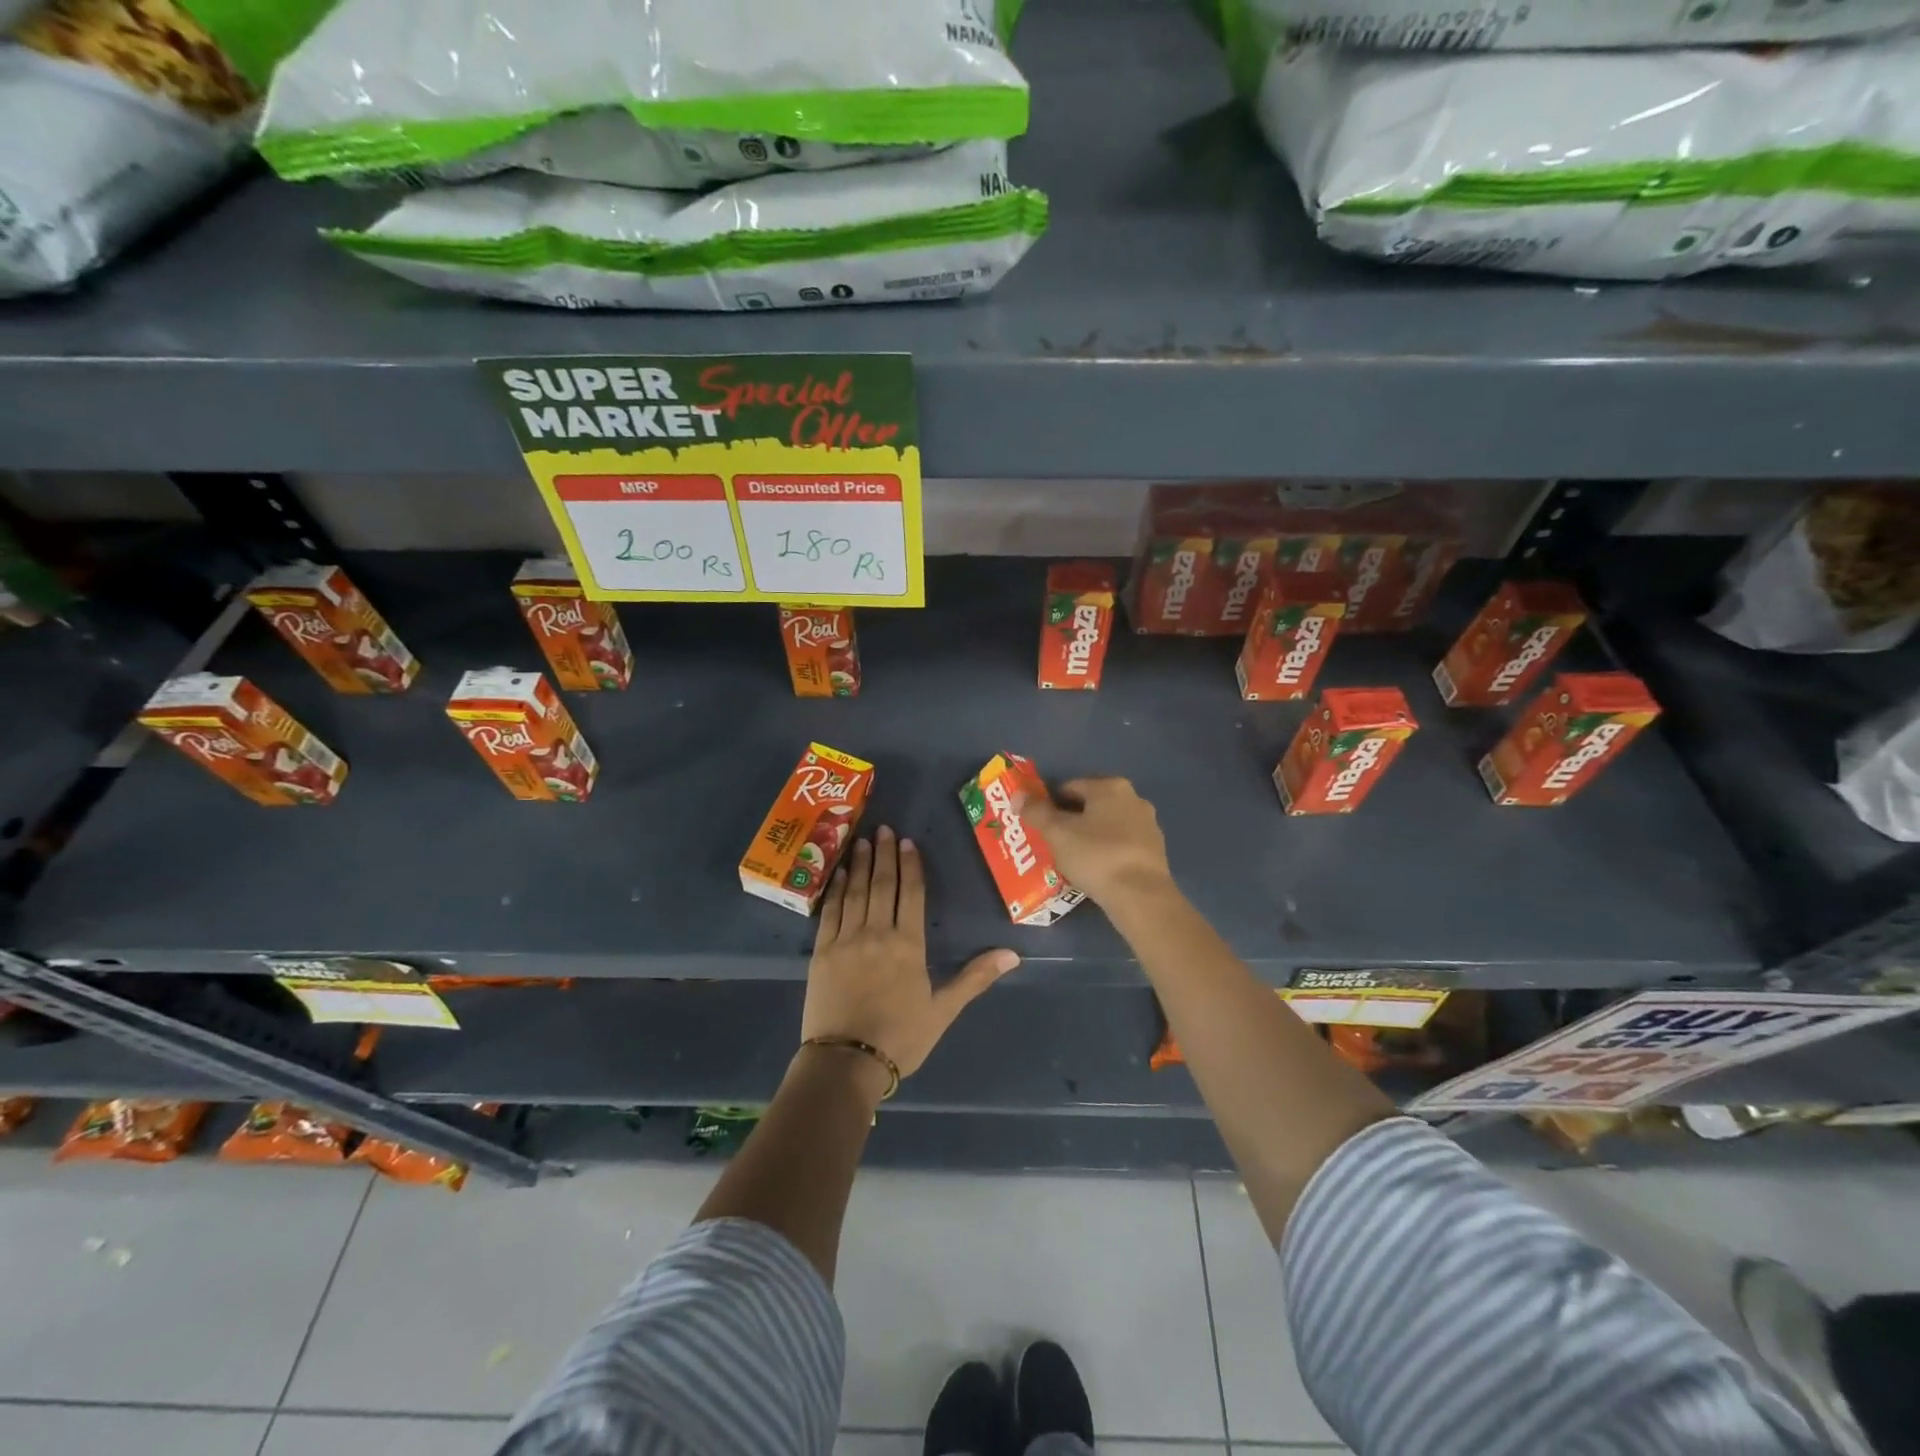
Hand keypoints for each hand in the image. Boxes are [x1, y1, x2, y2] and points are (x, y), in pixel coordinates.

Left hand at [802, 826, 1018, 1084]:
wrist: (846, 1062)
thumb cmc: (900, 1038)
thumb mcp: (943, 1010)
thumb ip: (975, 978)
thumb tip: (1013, 954)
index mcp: (908, 945)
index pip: (912, 895)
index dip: (912, 866)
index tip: (909, 843)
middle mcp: (877, 933)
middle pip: (883, 885)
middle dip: (885, 855)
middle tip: (885, 829)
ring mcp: (846, 940)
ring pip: (855, 892)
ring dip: (860, 864)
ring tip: (863, 841)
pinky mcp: (822, 952)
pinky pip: (830, 912)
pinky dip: (835, 890)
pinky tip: (839, 874)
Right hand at [1018, 777, 1174, 907]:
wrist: (1140, 895)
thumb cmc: (1095, 856)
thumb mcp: (1057, 833)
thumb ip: (1035, 812)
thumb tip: (1018, 795)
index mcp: (1111, 787)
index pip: (1070, 787)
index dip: (1050, 804)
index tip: (1039, 824)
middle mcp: (1134, 799)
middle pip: (1091, 805)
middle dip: (1071, 820)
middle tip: (1052, 842)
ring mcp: (1149, 825)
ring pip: (1108, 825)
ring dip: (1090, 836)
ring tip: (1072, 859)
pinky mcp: (1156, 850)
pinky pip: (1122, 844)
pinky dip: (1107, 852)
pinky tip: (1096, 870)